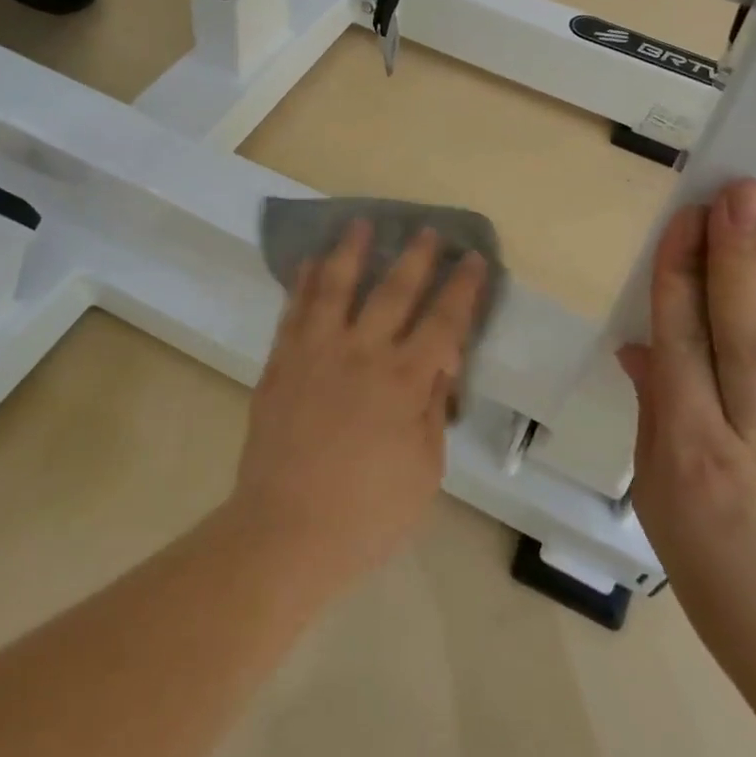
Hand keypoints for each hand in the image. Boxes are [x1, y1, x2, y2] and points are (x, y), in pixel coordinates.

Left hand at [232, 220, 486, 594]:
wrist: (285, 533)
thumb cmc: (367, 513)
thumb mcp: (424, 470)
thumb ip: (434, 409)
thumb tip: (442, 362)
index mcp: (404, 382)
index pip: (444, 322)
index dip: (462, 288)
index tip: (473, 259)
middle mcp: (362, 354)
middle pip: (393, 292)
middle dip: (415, 257)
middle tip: (427, 229)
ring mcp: (317, 354)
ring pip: (336, 288)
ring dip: (351, 252)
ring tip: (359, 223)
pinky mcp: (282, 364)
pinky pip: (294, 312)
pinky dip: (304, 283)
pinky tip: (310, 263)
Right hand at [620, 180, 755, 712]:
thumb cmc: (713, 569)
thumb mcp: (655, 493)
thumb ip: (652, 407)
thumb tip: (643, 340)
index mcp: (689, 452)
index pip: (680, 344)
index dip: (679, 276)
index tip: (685, 218)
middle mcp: (752, 435)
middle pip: (745, 332)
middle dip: (739, 256)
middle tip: (740, 192)